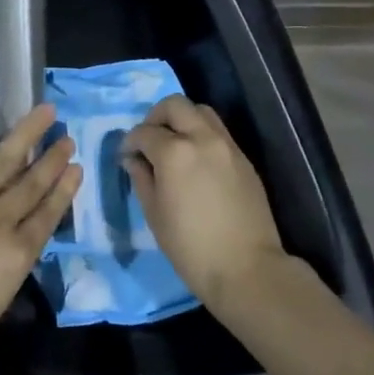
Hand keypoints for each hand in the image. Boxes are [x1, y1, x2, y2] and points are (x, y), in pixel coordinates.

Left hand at [0, 100, 80, 374]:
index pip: (47, 213)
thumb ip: (10, 265)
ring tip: (43, 113)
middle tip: (66, 137)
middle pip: (31, 182)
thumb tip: (17, 239)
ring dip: (25, 134)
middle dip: (52, 158)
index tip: (76, 168)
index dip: (64, 188)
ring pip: (2, 159)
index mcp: (16, 254)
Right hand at [120, 95, 289, 317]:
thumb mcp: (154, 215)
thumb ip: (141, 179)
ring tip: (173, 145)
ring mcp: (227, 146)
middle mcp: (202, 138)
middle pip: (175, 105)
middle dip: (156, 116)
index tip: (126, 156)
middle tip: (149, 140)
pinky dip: (201, 134)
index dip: (130, 142)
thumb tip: (134, 160)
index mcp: (174, 152)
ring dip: (182, 120)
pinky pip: (218, 132)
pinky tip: (195, 160)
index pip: (144, 132)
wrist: (246, 269)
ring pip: (201, 112)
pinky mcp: (243, 159)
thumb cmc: (191, 247)